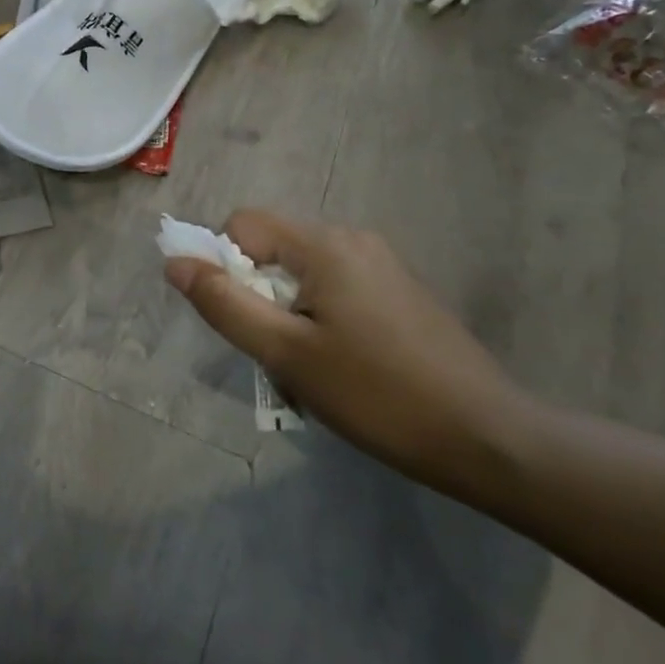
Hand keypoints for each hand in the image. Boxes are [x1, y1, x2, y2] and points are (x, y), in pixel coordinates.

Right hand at [166, 211, 536, 496]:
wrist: (489, 439)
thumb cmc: (376, 394)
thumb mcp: (286, 353)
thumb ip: (224, 303)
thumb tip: (175, 262)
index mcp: (325, 244)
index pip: (242, 225)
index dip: (223, 265)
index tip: (239, 320)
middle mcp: (353, 239)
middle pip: (273, 250)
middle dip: (256, 296)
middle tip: (275, 356)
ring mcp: (382, 265)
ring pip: (303, 274)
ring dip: (286, 314)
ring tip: (308, 371)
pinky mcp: (400, 293)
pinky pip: (335, 290)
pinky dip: (319, 320)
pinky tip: (342, 369)